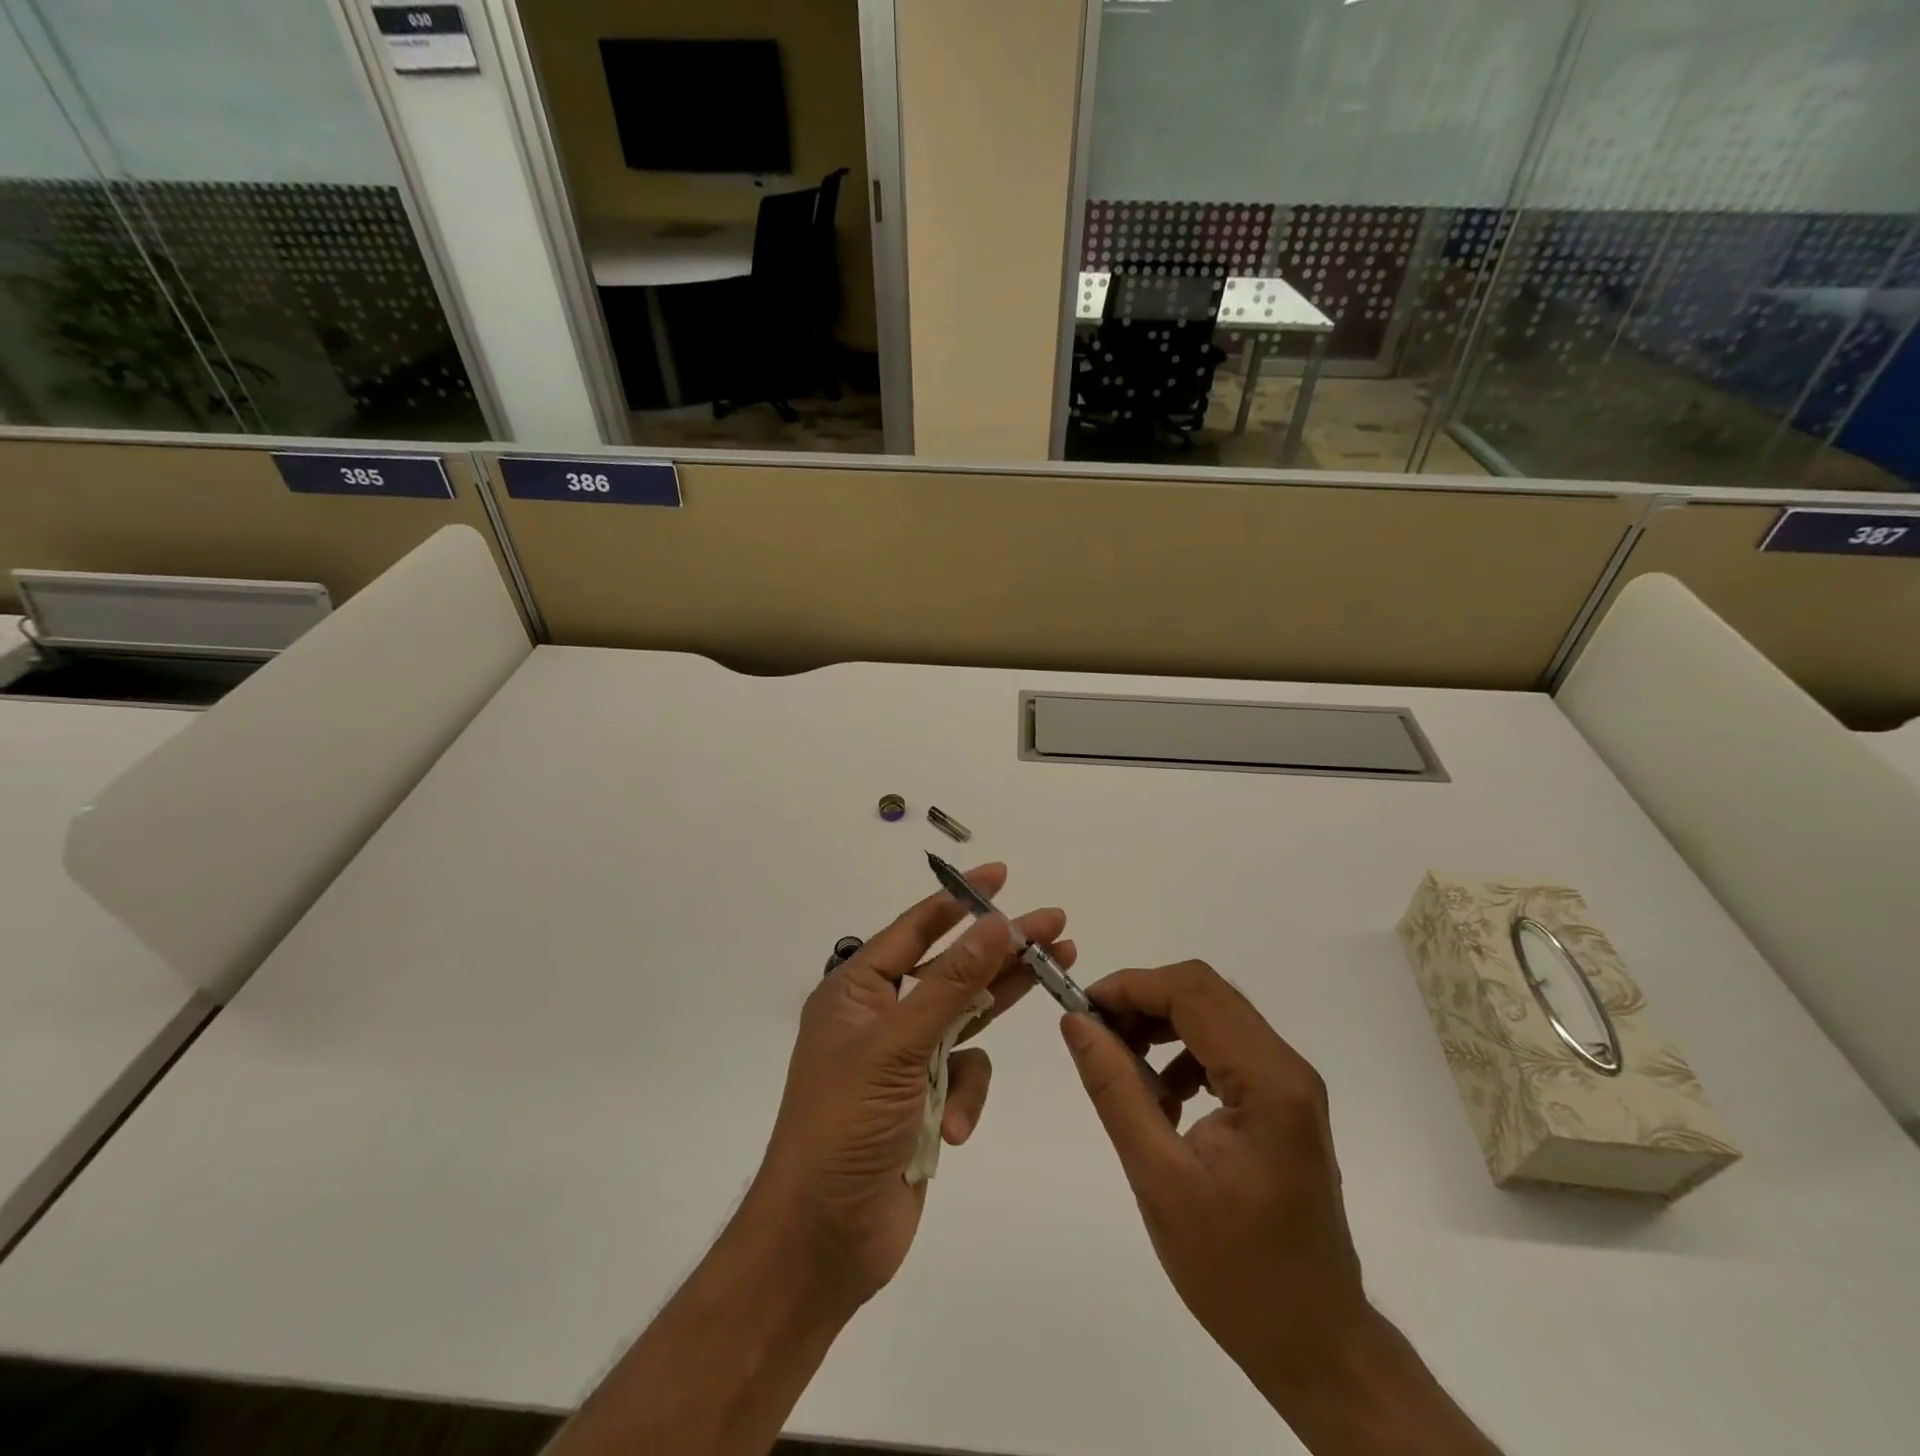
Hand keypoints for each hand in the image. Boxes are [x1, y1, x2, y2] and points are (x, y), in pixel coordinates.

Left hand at [749, 863, 1072, 1310]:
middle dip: (1001, 947)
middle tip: (1054, 924)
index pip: (915, 928)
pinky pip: (964, 1076)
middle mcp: (881, 1016)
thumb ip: (951, 984)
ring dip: (1003, 1002)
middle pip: (952, 968)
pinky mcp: (925, 1099)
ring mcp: (905, 1059)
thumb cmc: (846, 1126)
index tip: (1000, 876)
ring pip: (966, 1016)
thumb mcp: (898, 1046)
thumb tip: (994, 924)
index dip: (959, 899)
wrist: (823, 1239)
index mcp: (857, 991)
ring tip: (1060, 967)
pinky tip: (954, 1126)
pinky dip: (965, 1097)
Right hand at [1058, 960, 1371, 1404]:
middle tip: (1095, 1033)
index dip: (1130, 987)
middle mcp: (1287, 1067)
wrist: (1314, 1342)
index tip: (1081, 1010)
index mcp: (1268, 1082)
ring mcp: (1289, 1084)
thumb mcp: (1159, 1179)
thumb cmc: (1236, 1272)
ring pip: (1213, 1014)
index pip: (1192, 993)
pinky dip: (1181, 1052)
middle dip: (1142, 1000)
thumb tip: (1076, 1022)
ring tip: (1121, 1065)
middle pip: (1205, 993)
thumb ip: (1116, 1090)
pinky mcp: (1282, 1101)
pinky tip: (1160, 1097)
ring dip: (1160, 1023)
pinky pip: (1224, 1047)